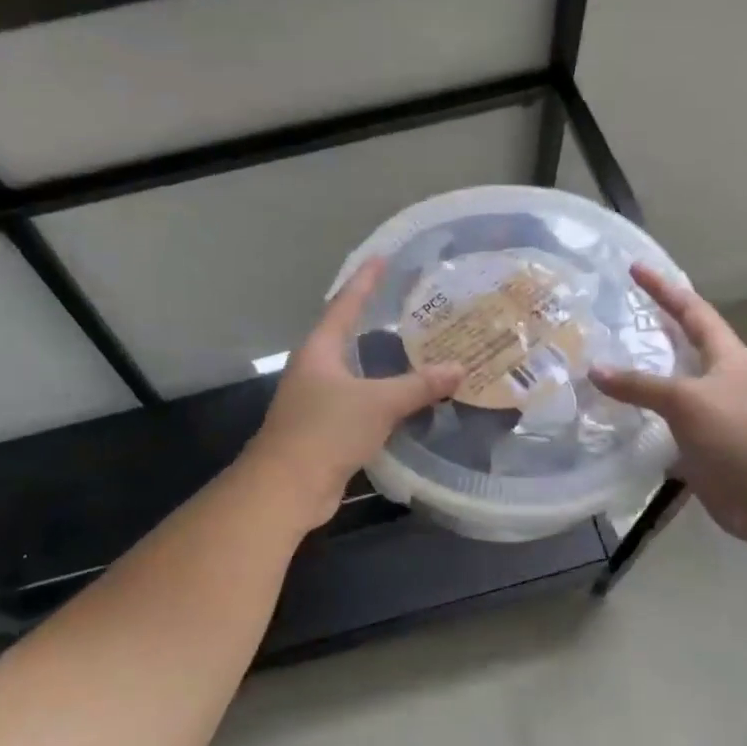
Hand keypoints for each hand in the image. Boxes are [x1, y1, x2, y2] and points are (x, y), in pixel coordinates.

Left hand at [244, 257, 462, 529]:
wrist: (287, 487)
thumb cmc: (326, 431)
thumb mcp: (378, 403)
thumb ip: (419, 386)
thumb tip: (459, 369)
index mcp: (320, 350)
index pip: (345, 304)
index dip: (365, 281)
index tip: (382, 258)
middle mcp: (315, 369)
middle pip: (348, 336)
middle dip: (376, 321)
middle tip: (410, 306)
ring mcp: (318, 400)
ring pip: (356, 373)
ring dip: (383, 363)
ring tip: (417, 349)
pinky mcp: (326, 429)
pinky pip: (360, 403)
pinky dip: (384, 397)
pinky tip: (407, 399)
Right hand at [590, 265, 746, 544]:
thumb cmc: (742, 437)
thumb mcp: (688, 401)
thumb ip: (640, 385)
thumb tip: (594, 369)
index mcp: (726, 357)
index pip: (691, 310)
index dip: (664, 288)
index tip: (634, 268)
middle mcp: (718, 381)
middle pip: (681, 347)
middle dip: (650, 331)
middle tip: (612, 318)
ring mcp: (710, 417)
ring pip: (668, 390)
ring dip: (639, 380)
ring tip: (600, 366)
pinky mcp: (700, 449)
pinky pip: (663, 428)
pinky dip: (639, 423)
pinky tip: (612, 421)